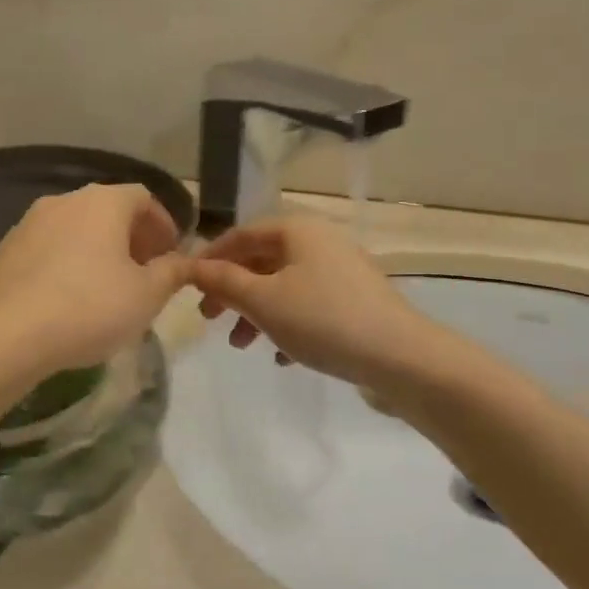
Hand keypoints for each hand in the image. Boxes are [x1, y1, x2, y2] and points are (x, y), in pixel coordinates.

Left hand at [0, 184, 190, 375]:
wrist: (5, 334)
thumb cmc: (89, 308)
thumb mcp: (146, 295)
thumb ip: (172, 272)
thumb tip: (183, 261)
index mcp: (103, 202)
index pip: (143, 197)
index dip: (163, 223)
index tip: (171, 254)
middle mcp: (64, 201)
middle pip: (108, 210)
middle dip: (131, 238)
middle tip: (144, 273)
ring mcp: (28, 223)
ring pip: (76, 229)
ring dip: (98, 251)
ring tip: (107, 288)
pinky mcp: (5, 250)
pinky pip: (48, 249)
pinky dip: (67, 263)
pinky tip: (68, 299)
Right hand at [190, 216, 428, 387]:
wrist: (400, 357)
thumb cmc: (322, 320)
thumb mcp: (262, 301)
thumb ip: (224, 282)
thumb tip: (192, 267)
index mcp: (298, 231)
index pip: (241, 235)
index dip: (210, 258)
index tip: (188, 286)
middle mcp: (321, 243)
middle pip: (262, 261)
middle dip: (232, 292)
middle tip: (210, 320)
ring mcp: (341, 272)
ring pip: (284, 287)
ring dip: (256, 314)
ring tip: (242, 346)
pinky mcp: (355, 302)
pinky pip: (309, 307)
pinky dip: (288, 326)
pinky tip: (282, 357)